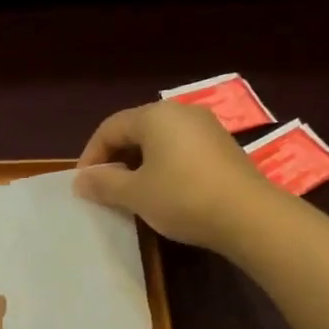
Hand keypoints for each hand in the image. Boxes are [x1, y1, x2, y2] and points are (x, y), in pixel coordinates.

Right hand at [72, 99, 280, 251]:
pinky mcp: (222, 148)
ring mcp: (206, 129)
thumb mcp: (136, 194)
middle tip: (104, 189)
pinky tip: (163, 193)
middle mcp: (181, 112)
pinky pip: (181, 151)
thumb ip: (104, 183)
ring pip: (160, 142)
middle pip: (136, 130)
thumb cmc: (182, 198)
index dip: (91, 155)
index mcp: (155, 115)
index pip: (110, 127)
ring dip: (139, 165)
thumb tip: (81, 180)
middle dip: (115, 159)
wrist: (248, 216)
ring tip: (131, 194)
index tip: (83, 184)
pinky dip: (164, 168)